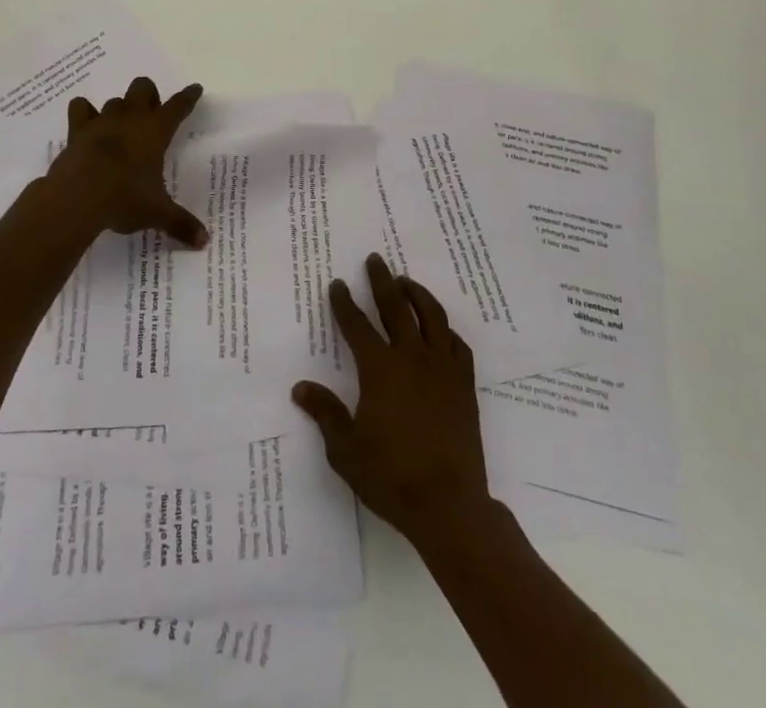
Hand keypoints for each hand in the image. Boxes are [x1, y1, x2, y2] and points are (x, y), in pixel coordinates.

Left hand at [46, 77, 208, 247]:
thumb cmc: (125, 198)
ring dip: (120, 109)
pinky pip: (80, 109)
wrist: (78, 196)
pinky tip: (88, 124)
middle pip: (143, 88)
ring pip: (115, 100)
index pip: (179, 106)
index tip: (195, 89)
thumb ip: (181, 224)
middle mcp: (131, 118)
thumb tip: (205, 242)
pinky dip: (84, 113)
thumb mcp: (157, 213)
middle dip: (149, 96)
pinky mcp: (77, 130)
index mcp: (156, 131)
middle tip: (151, 115)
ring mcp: (102, 120)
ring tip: (121, 127)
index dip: (188, 97)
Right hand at [292, 254, 492, 544]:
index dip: (344, 303)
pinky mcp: (464, 384)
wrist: (449, 505)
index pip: (357, 325)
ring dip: (417, 294)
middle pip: (395, 307)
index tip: (337, 284)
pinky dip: (446, 329)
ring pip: (431, 317)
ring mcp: (442, 369)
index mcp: (380, 370)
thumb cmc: (391, 478)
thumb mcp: (346, 450)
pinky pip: (457, 344)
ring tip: (406, 281)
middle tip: (375, 259)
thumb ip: (325, 413)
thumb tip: (300, 387)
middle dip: (381, 281)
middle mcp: (411, 358)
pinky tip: (440, 328)